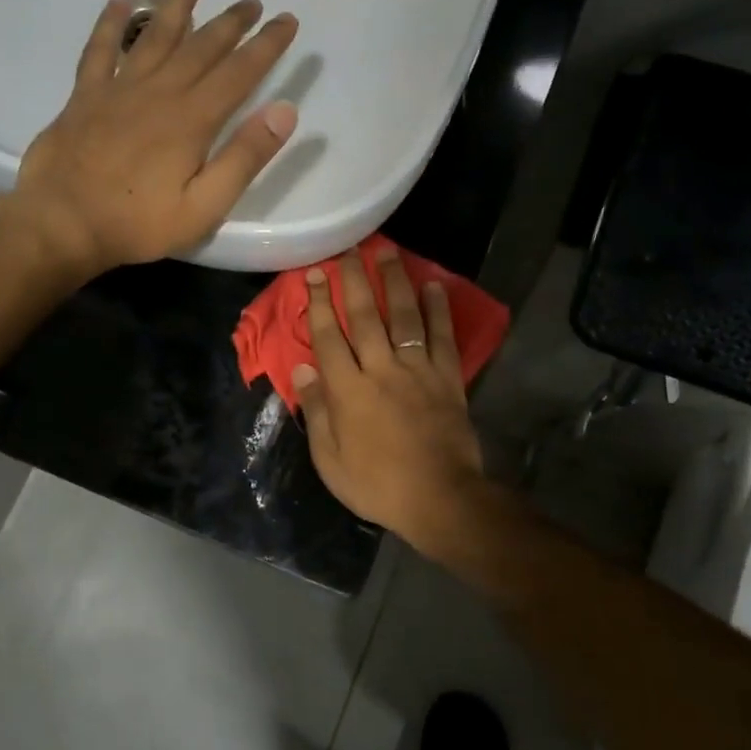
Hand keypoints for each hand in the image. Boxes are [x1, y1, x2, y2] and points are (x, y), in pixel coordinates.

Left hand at [13, 0, 299, 274]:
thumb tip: (284, 111)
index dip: (266, 45)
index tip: (286, 19)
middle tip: (252, 0)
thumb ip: (244, 158)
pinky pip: (100, 48)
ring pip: (154, 33)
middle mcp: (159, 92)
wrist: (62, 223)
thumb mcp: (204, 206)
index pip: (239, 73)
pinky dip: (110, 22)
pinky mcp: (85, 96)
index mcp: (192, 120)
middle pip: (201, 46)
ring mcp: (119, 89)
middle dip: (231, 21)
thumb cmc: (138, 223)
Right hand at [293, 246, 489, 544]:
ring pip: (403, 317)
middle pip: (364, 317)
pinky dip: (439, 310)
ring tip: (388, 252)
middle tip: (348, 251)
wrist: (439, 498)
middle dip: (354, 281)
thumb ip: (316, 411)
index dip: (318, 304)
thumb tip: (303, 369)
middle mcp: (381, 369)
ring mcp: (417, 370)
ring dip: (394, 282)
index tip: (314, 275)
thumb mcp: (330, 460)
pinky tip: (436, 286)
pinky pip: (442, 337)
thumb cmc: (377, 485)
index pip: (328, 337)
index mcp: (347, 391)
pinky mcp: (447, 379)